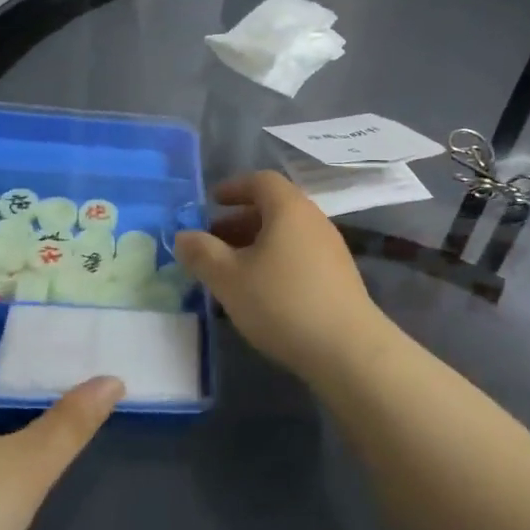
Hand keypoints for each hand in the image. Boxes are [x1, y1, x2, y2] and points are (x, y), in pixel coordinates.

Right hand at [174, 171, 387, 384]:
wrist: (347, 349)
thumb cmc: (282, 302)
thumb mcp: (229, 278)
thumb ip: (201, 253)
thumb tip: (182, 236)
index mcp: (288, 208)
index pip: (260, 181)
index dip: (233, 187)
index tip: (211, 202)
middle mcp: (313, 219)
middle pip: (274, 207)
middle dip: (239, 220)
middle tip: (212, 241)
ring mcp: (330, 248)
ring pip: (286, 234)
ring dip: (256, 243)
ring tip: (231, 270)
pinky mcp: (338, 276)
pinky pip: (299, 254)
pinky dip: (275, 261)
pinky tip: (261, 292)